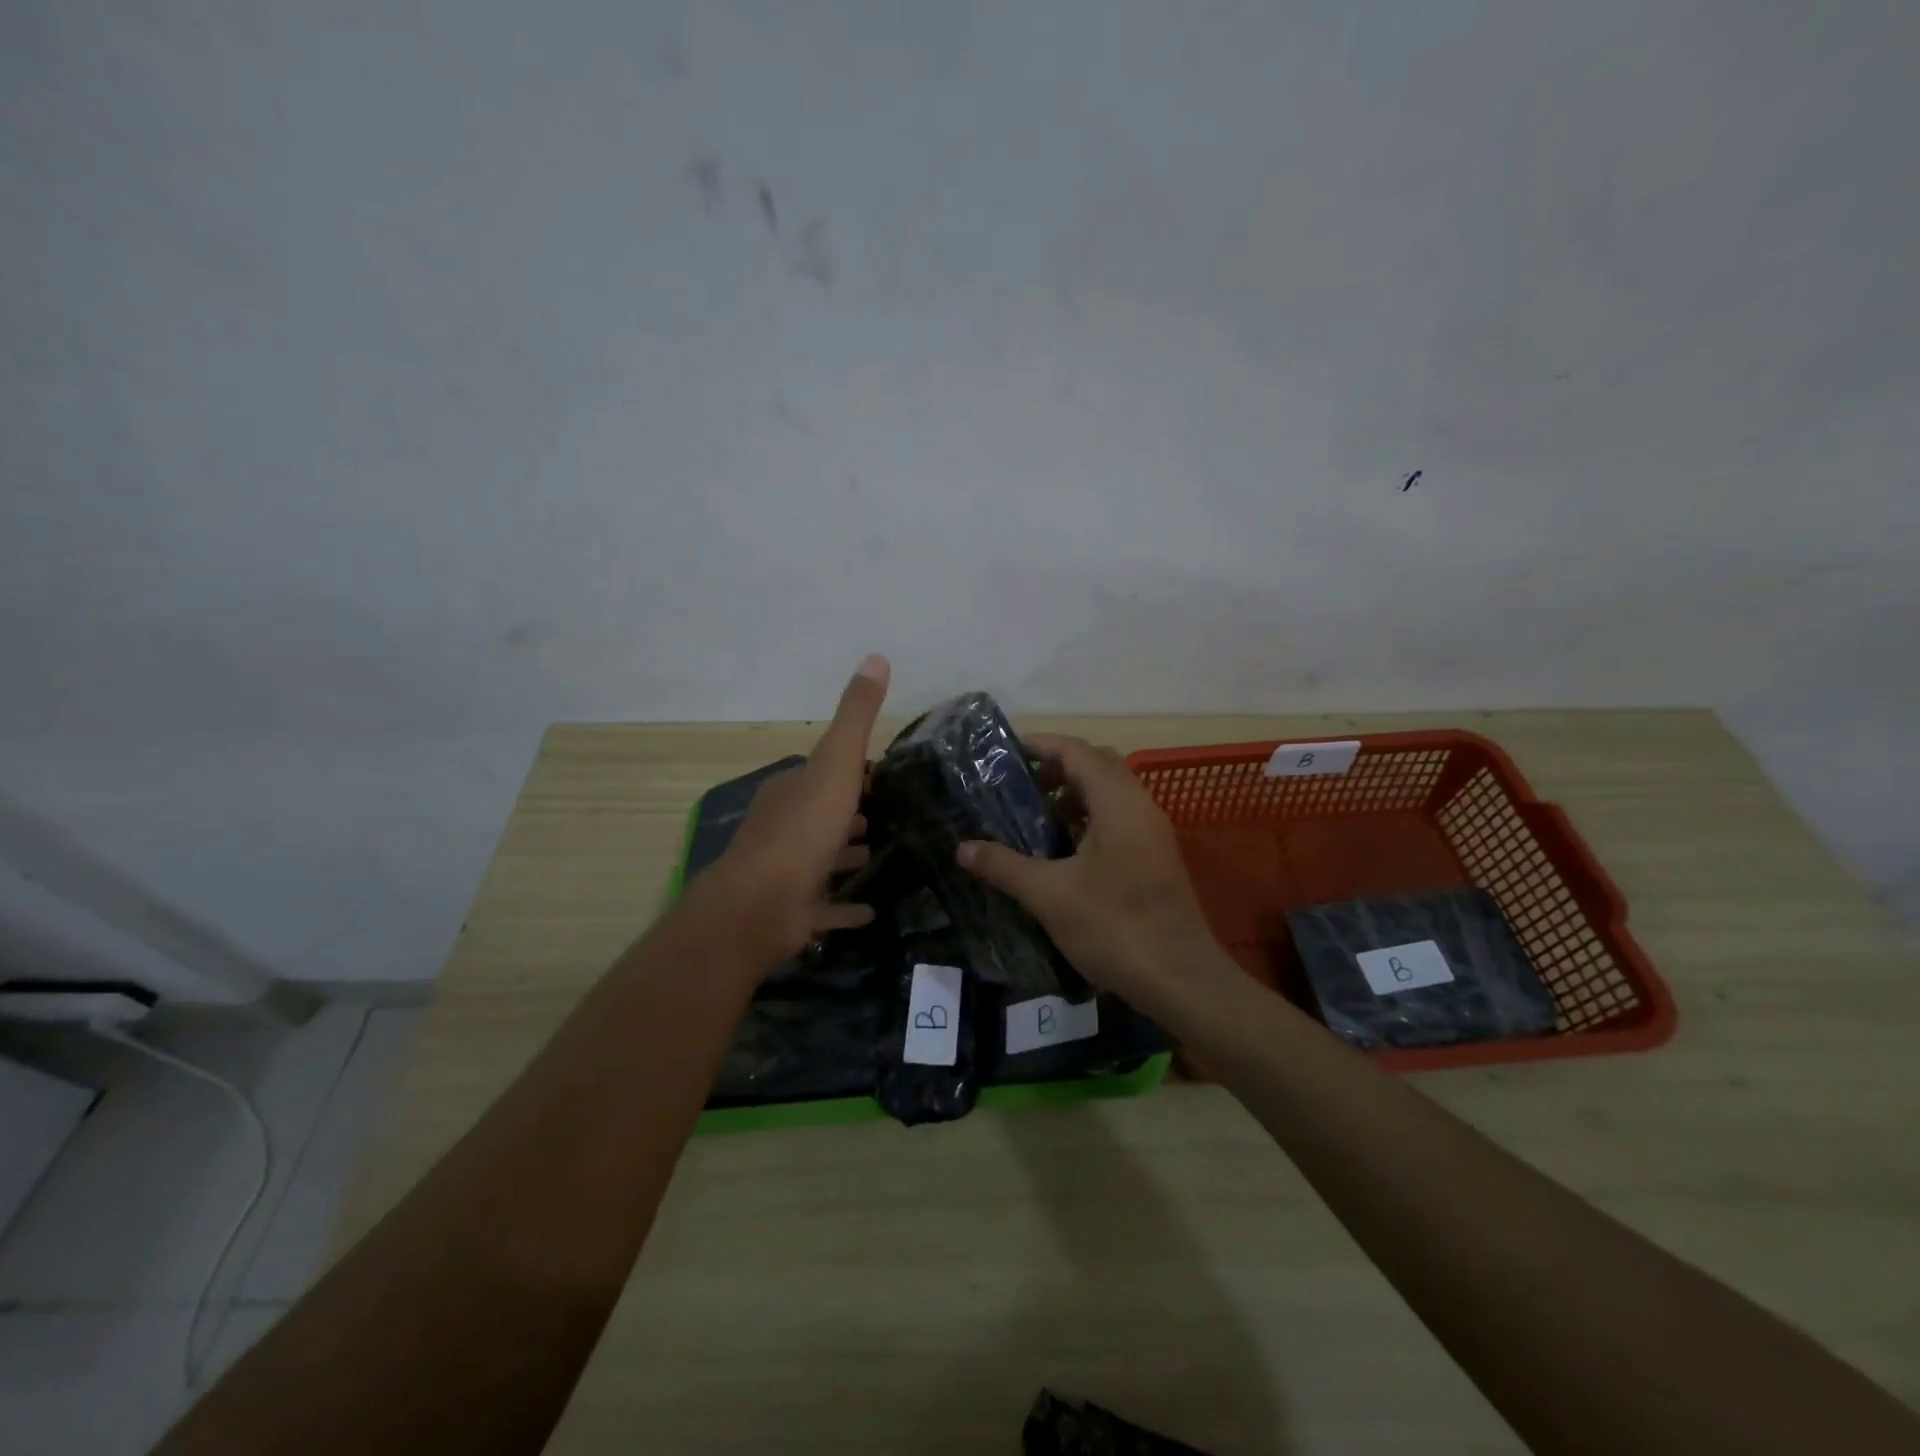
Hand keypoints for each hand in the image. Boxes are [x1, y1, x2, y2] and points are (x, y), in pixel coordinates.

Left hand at [694, 654, 889, 966]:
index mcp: (793, 789)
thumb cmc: (803, 830)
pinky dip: (846, 905)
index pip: (827, 771)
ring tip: (890, 855)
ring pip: (825, 857)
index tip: (891, 775)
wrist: (761, 904)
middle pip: (826, 813)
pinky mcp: (794, 909)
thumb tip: (876, 657)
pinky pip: (826, 905)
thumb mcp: (836, 763)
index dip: (857, 770)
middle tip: (898, 816)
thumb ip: (856, 716)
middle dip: (856, 812)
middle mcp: (786, 825)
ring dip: (850, 854)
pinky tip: (872, 909)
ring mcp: (788, 870)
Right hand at [954, 733, 1216, 1000]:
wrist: (1180, 978)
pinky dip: (1090, 821)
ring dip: (1074, 797)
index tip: (1007, 751)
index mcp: (1117, 802)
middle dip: (1057, 770)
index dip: (1042, 745)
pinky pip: (1120, 820)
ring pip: (1111, 795)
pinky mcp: (1157, 858)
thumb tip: (963, 848)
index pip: (1077, 752)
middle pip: (1098, 766)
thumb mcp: (1049, 895)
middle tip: (1019, 787)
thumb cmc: (1114, 926)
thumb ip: (1004, 866)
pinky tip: (1063, 853)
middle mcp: (1140, 806)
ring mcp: (1153, 833)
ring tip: (1035, 820)